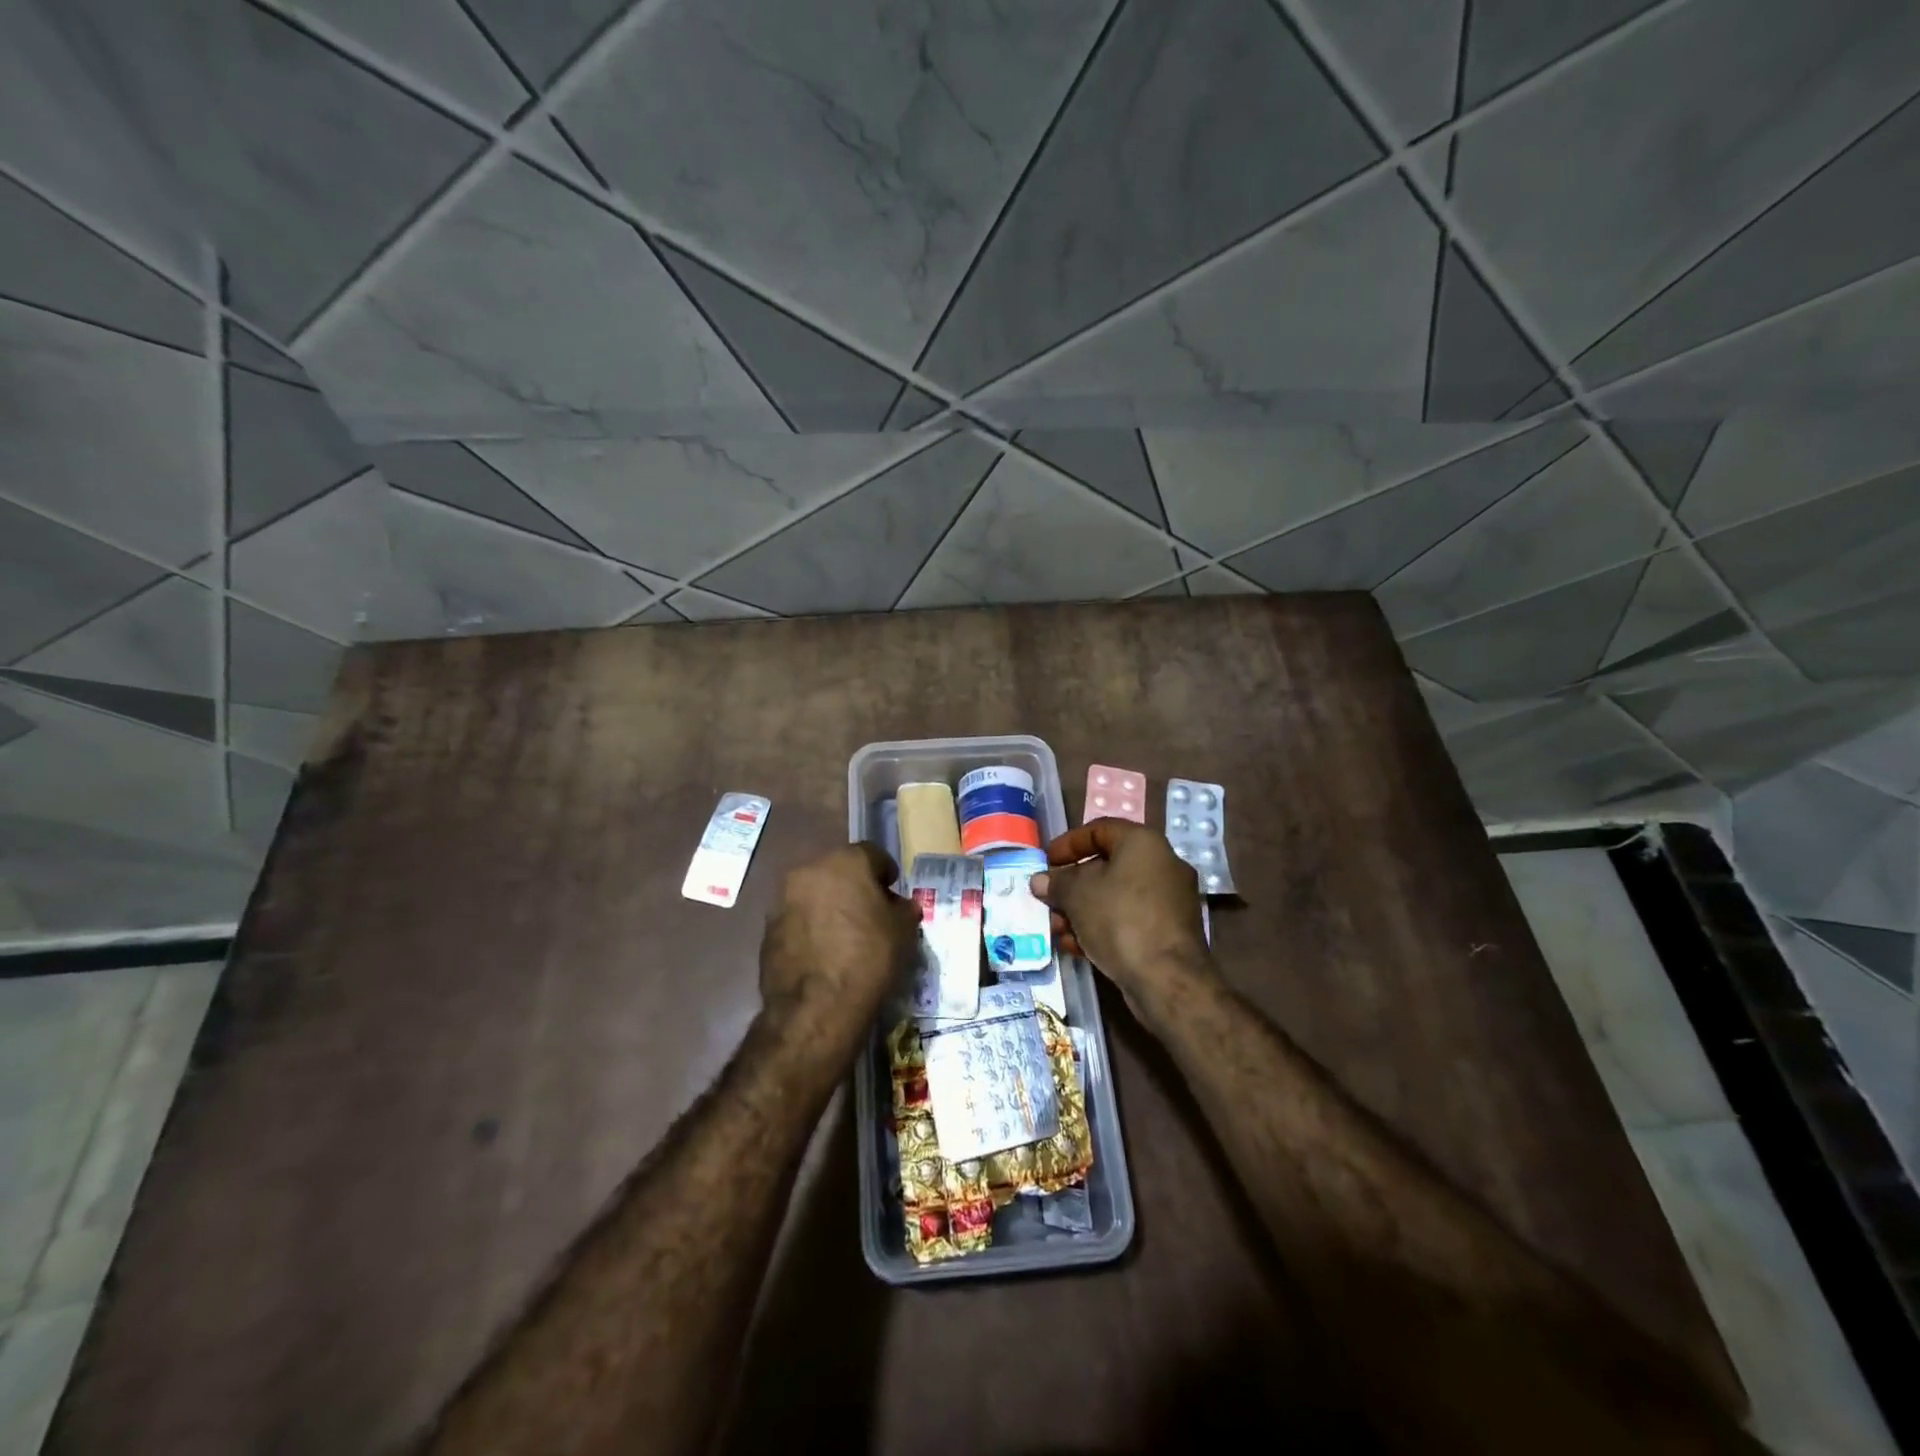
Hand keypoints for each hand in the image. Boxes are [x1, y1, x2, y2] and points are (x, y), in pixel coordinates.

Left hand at [760, 842, 920, 1046]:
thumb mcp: (904, 932)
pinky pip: (797, 919)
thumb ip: (904, 909)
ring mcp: (783, 900)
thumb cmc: (869, 958)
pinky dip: (810, 928)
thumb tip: (900, 906)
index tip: (893, 892)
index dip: (886, 872)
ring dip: (829, 906)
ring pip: (814, 894)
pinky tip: (824, 953)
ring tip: (845, 935)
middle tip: (870, 912)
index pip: (872, 854)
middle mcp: (809, 871)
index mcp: (845, 862)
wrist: (816, 1008)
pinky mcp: (767, 929)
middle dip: (854, 886)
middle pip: (838, 870)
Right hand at [1031, 819, 1217, 1025]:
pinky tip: (1077, 947)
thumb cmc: (1119, 919)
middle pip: (1106, 867)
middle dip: (1071, 886)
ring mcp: (1169, 900)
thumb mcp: (1077, 895)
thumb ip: (1056, 883)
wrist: (1166, 978)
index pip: (1100, 830)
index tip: (1047, 862)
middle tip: (1049, 900)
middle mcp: (1162, 864)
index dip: (1068, 843)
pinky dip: (1102, 927)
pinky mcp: (1169, 932)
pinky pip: (1128, 919)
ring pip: (1115, 897)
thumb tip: (1041, 881)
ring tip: (1057, 930)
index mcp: (1143, 843)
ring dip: (1081, 911)